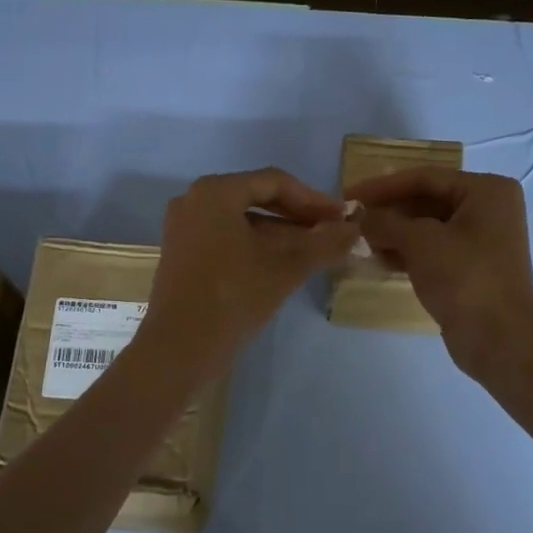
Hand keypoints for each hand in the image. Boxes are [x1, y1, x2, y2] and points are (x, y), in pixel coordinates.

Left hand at [140, 168, 358, 380]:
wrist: (177, 349)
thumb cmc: (232, 298)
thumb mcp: (285, 269)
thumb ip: (324, 243)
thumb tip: (354, 228)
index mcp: (216, 192)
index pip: (275, 182)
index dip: (314, 200)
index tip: (342, 219)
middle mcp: (194, 199)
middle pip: (257, 198)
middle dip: (297, 216)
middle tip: (331, 234)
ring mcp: (184, 227)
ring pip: (242, 220)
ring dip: (280, 233)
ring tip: (314, 252)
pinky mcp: (182, 252)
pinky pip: (226, 236)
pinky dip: (256, 245)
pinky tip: (282, 265)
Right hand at [347, 168, 532, 378]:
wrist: (499, 339)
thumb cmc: (464, 277)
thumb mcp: (419, 242)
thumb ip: (385, 223)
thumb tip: (359, 218)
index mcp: (486, 190)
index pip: (425, 178)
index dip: (383, 186)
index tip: (349, 195)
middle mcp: (488, 209)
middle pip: (426, 201)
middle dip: (388, 212)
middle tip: (352, 220)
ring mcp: (481, 240)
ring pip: (427, 227)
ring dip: (393, 234)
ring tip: (360, 242)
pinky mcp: (471, 267)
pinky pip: (432, 249)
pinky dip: (407, 252)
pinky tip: (379, 260)